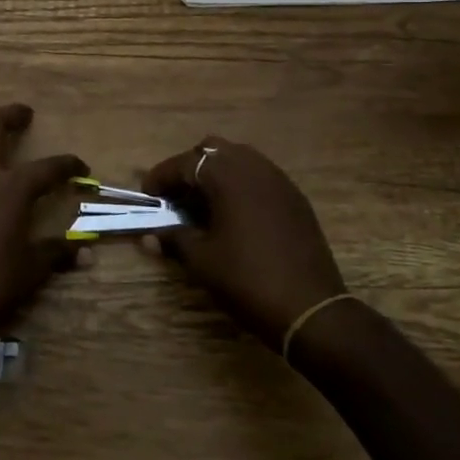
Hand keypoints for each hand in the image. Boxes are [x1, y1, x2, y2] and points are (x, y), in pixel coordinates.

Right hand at [142, 137, 349, 349]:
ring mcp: (278, 179)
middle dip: (190, 169)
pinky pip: (259, 176)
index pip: (184, 163)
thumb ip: (174, 238)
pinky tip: (234, 216)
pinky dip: (240, 186)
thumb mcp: (202, 260)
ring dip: (216, 174)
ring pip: (239, 159)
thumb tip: (150, 234)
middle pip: (212, 151)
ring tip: (203, 206)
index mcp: (227, 175)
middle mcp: (253, 166)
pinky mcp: (295, 197)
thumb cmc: (247, 279)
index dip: (161, 178)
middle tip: (176, 198)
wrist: (311, 308)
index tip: (148, 196)